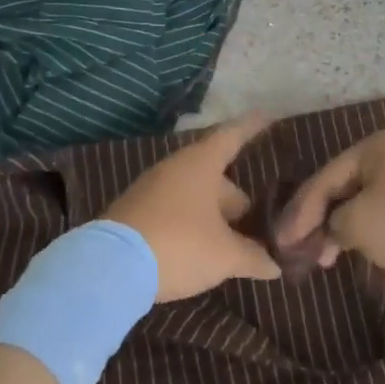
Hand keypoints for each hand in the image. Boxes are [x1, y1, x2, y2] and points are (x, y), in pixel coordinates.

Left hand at [102, 114, 281, 300]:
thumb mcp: (224, 256)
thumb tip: (275, 265)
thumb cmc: (179, 245)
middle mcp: (176, 167)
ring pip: (193, 193)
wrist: (109, 268)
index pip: (233, 135)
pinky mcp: (135, 211)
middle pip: (215, 172)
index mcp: (201, 163)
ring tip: (231, 239)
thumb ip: (253, 257)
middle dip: (235, 196)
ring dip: (212, 213)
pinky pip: (174, 209)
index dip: (252, 126)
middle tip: (255, 218)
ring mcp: (151, 188)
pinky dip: (191, 223)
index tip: (269, 115)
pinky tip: (199, 249)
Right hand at [274, 130, 384, 292]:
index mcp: (370, 148)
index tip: (280, 242)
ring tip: (323, 259)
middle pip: (340, 188)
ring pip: (361, 202)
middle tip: (299, 252)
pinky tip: (355, 252)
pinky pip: (382, 213)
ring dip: (340, 229)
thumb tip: (330, 231)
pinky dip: (365, 232)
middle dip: (318, 220)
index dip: (298, 213)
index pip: (322, 179)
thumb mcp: (360, 224)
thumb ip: (332, 224)